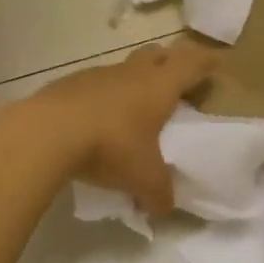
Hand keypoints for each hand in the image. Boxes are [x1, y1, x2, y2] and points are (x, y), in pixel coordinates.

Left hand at [29, 39, 218, 215]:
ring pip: (123, 68)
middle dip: (169, 62)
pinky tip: (96, 120)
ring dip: (132, 80)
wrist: (47, 132)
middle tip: (176, 81)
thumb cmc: (110, 147)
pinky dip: (102, 97)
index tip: (216, 63)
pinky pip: (94, 84)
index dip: (205, 62)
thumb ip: (159, 195)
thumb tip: (163, 209)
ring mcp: (97, 74)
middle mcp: (131, 73)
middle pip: (157, 53)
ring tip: (133, 108)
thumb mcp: (143, 179)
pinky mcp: (68, 84)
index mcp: (158, 87)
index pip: (191, 63)